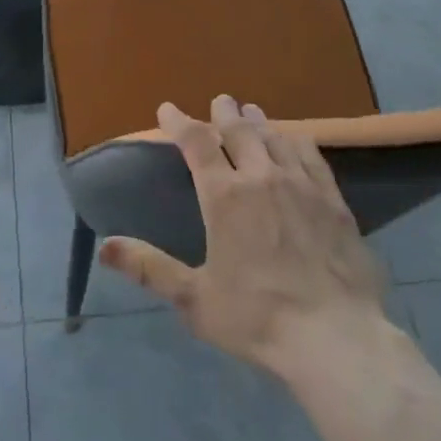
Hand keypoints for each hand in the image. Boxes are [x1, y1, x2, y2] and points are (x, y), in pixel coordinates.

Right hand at [99, 96, 388, 385]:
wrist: (335, 338)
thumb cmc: (257, 318)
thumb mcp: (194, 300)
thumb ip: (150, 268)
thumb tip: (105, 246)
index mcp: (224, 196)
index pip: (196, 143)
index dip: (178, 122)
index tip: (166, 109)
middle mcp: (261, 177)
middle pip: (239, 131)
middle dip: (224, 113)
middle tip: (219, 101)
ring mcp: (301, 185)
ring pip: (275, 138)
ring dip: (259, 123)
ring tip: (251, 113)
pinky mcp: (334, 201)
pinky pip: (312, 157)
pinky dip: (297, 142)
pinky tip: (296, 141)